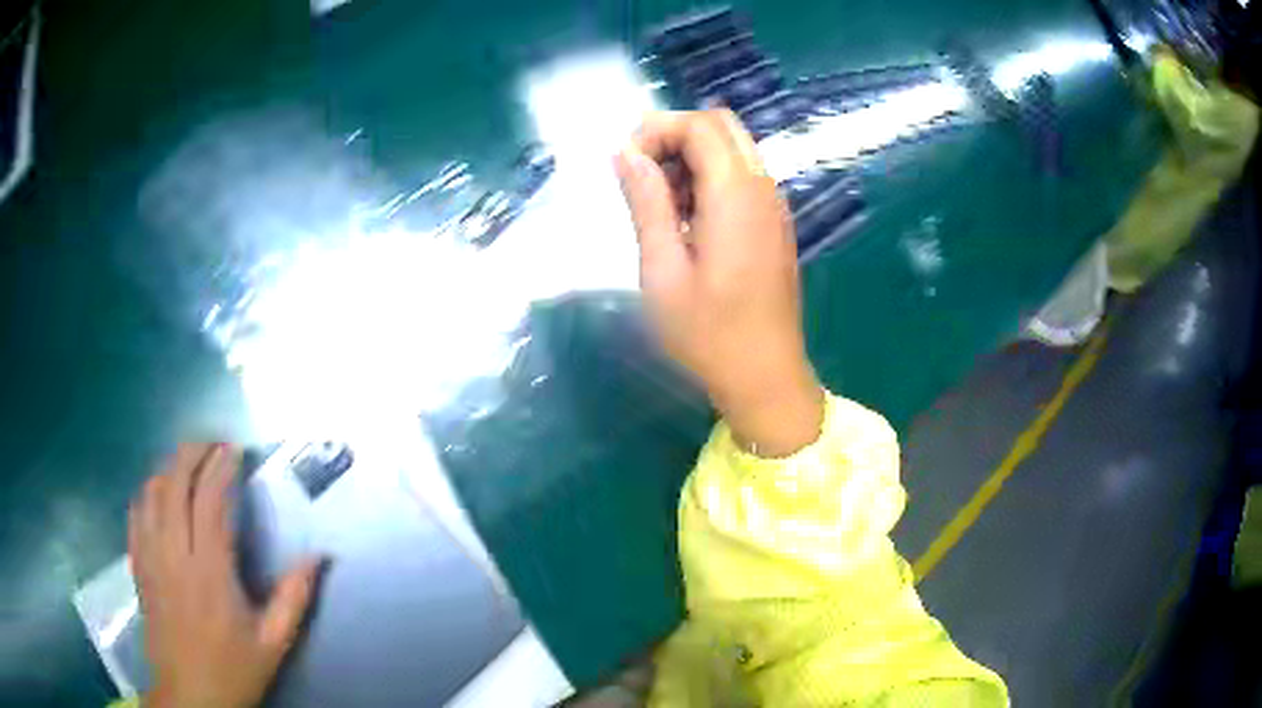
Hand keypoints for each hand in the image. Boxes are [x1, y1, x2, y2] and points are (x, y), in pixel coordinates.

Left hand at [130, 443, 320, 707]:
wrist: (190, 696)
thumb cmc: (233, 670)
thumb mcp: (273, 642)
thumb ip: (294, 597)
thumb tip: (319, 556)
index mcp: (210, 571)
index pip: (210, 499)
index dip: (221, 466)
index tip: (234, 449)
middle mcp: (175, 553)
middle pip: (175, 483)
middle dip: (192, 453)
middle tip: (211, 443)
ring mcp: (151, 556)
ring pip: (152, 492)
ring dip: (169, 467)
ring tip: (187, 462)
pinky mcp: (138, 565)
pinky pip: (136, 514)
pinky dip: (147, 492)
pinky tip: (157, 492)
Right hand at [615, 110, 823, 456]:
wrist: (765, 376)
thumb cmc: (708, 332)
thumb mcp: (662, 268)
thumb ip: (646, 202)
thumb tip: (625, 152)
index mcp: (736, 193)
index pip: (699, 125)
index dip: (656, 130)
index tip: (624, 164)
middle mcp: (763, 187)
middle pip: (721, 127)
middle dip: (674, 136)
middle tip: (641, 175)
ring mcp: (774, 205)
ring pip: (733, 150)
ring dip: (692, 158)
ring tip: (660, 205)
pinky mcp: (775, 224)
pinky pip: (742, 178)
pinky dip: (710, 179)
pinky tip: (687, 222)